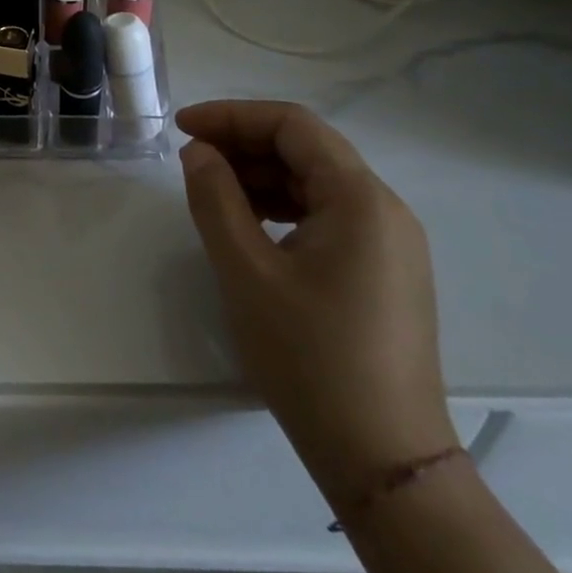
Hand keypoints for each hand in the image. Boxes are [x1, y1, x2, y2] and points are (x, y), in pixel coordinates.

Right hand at [176, 100, 457, 508]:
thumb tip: (199, 152)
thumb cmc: (308, 355)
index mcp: (360, 201)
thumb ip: (215, 198)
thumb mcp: (245, 269)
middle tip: (188, 158)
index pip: (293, 125)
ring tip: (209, 189)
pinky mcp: (382, 272)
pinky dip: (281, 205)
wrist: (381, 457)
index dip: (232, 116)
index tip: (182, 127)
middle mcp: (384, 211)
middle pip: (307, 149)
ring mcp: (389, 243)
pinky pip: (326, 214)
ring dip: (260, 174)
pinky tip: (247, 223)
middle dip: (243, 143)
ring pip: (315, 181)